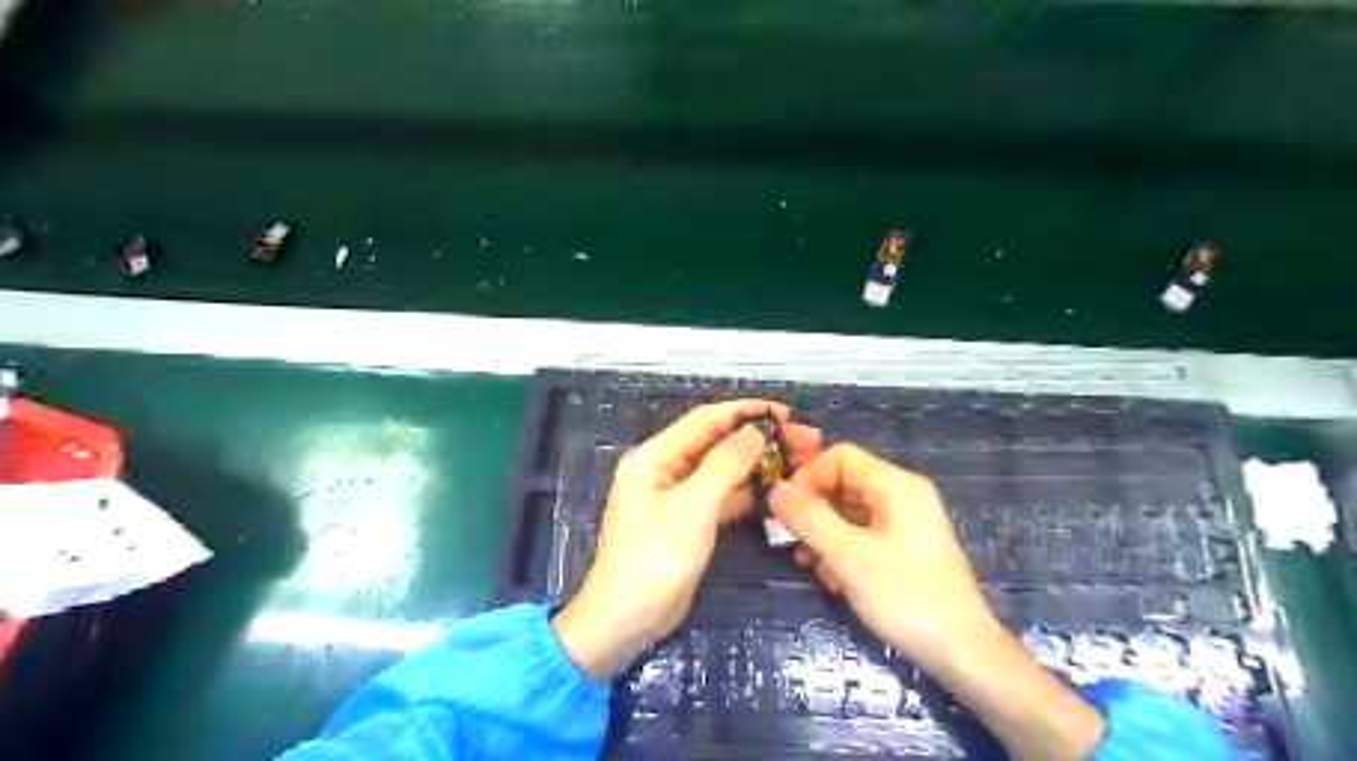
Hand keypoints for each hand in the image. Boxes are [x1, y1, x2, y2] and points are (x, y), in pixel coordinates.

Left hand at [548, 402, 815, 679]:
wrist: (627, 619)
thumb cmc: (654, 559)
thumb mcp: (692, 507)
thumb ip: (725, 465)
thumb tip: (755, 431)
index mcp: (655, 457)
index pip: (705, 420)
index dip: (746, 412)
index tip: (786, 413)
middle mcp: (665, 469)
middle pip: (718, 443)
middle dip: (759, 439)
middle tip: (805, 442)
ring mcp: (677, 496)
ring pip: (723, 470)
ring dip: (758, 465)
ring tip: (800, 463)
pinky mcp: (689, 520)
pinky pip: (722, 496)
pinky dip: (748, 492)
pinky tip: (778, 490)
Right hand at [767, 442, 993, 668]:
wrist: (962, 652)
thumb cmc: (905, 596)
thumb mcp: (849, 556)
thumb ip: (809, 518)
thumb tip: (775, 490)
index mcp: (895, 485)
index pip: (840, 456)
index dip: (808, 476)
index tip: (787, 510)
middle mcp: (903, 494)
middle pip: (844, 482)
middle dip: (814, 509)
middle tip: (792, 541)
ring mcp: (907, 522)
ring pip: (851, 511)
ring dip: (824, 532)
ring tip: (809, 564)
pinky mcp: (906, 547)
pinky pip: (865, 533)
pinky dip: (843, 548)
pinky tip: (833, 579)